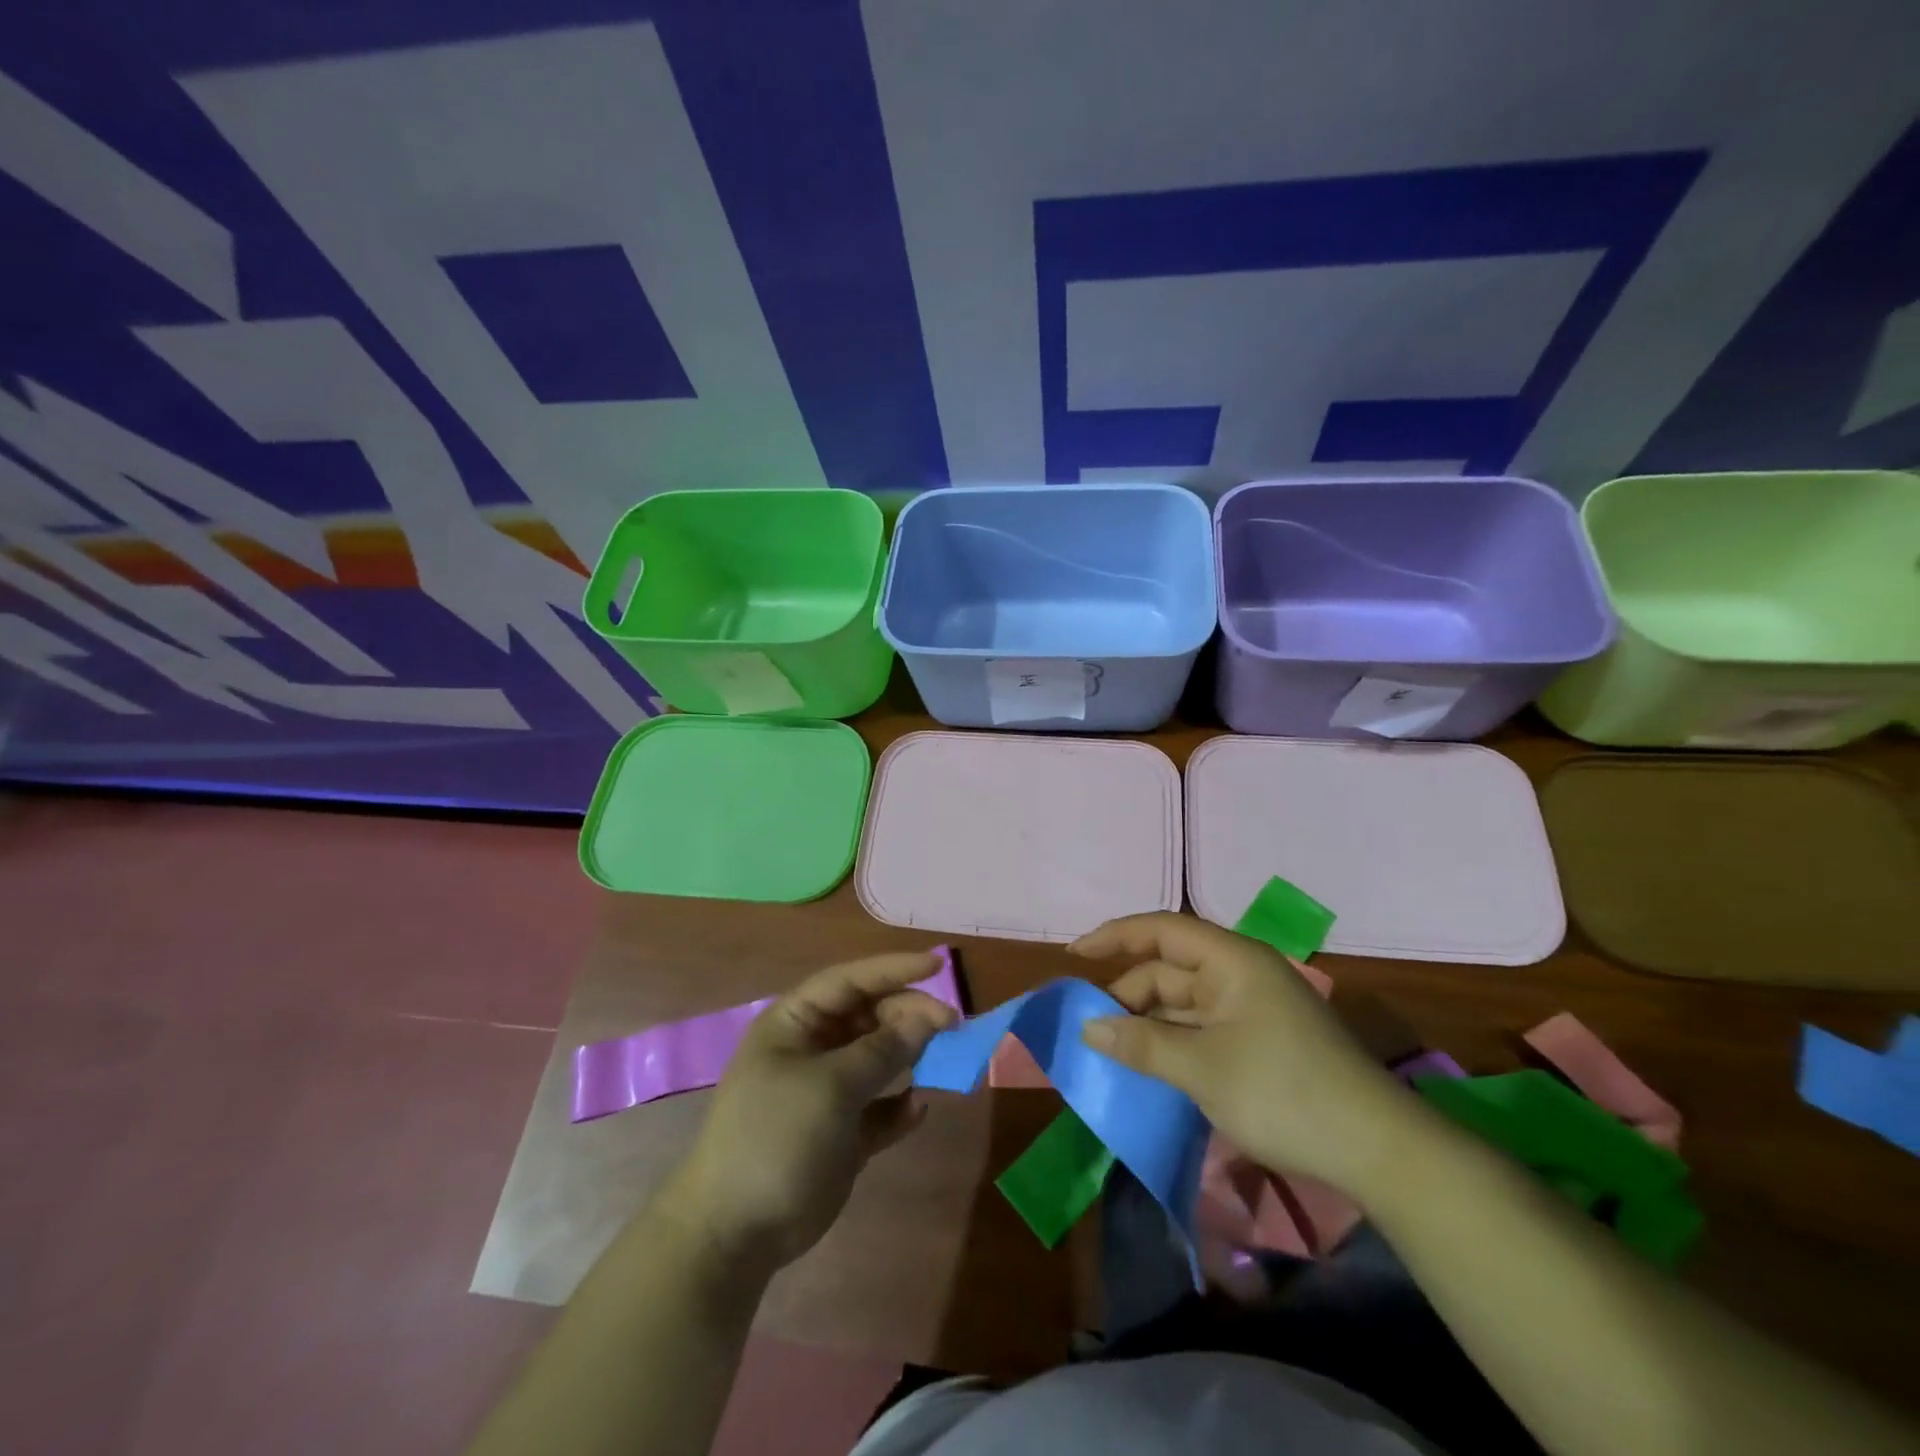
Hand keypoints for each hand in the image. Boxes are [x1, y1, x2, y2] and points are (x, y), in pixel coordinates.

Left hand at [659, 951, 957, 1277]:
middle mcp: (813, 1049)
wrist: (736, 1233)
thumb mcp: (831, 1084)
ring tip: (948, 1058)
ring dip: (912, 1056)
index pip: (850, 981)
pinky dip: (899, 1106)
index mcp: (796, 1023)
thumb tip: (930, 1016)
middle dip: (909, 1016)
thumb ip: (883, 1049)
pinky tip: (918, 1110)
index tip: (939, 965)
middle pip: (870, 1017)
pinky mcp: (842, 1133)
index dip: (894, 969)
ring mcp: (828, 1092)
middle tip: (952, 1026)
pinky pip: (880, 1107)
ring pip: (880, 1060)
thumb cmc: (776, 1136)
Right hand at [1071, 913, 1425, 1196]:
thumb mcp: (1202, 1068)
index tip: (1073, 955)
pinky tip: (1151, 1067)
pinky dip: (1174, 1042)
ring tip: (1112, 1051)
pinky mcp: (1262, 1042)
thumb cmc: (1284, 1092)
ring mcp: (1254, 1009)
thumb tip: (1089, 1026)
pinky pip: (1203, 1028)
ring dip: (1149, 1023)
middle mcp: (1241, 974)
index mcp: (1231, 960)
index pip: (1161, 930)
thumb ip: (1141, 1043)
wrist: (1379, 1151)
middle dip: (1127, 994)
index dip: (1113, 936)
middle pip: (1169, 969)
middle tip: (1088, 1027)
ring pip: (1184, 1003)